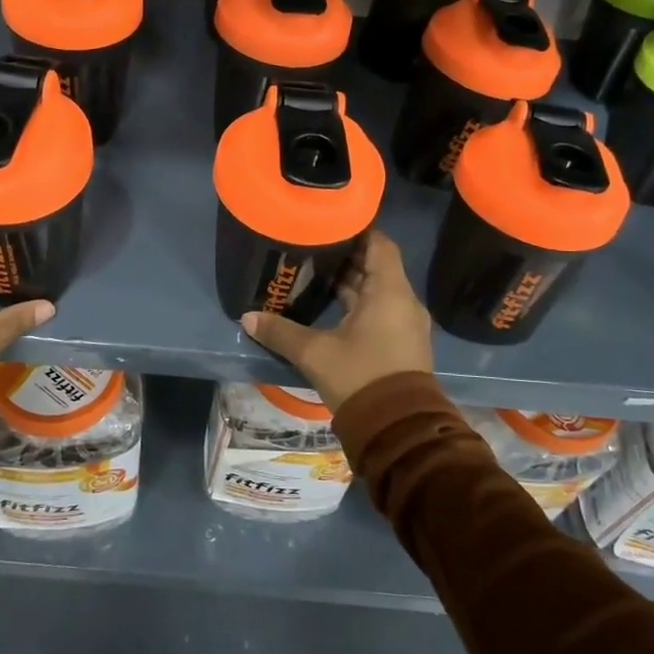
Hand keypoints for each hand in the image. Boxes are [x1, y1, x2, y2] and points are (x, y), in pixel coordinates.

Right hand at [239, 230, 433, 410]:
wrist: (398, 429)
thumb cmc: (360, 377)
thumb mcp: (315, 353)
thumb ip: (281, 332)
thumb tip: (247, 318)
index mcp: (390, 291)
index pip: (379, 243)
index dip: (356, 230)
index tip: (328, 224)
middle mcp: (403, 301)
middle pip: (376, 266)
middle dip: (346, 256)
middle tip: (312, 247)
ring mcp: (406, 324)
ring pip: (378, 290)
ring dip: (351, 282)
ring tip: (316, 273)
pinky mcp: (402, 343)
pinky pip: (382, 310)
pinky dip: (359, 303)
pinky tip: (332, 308)